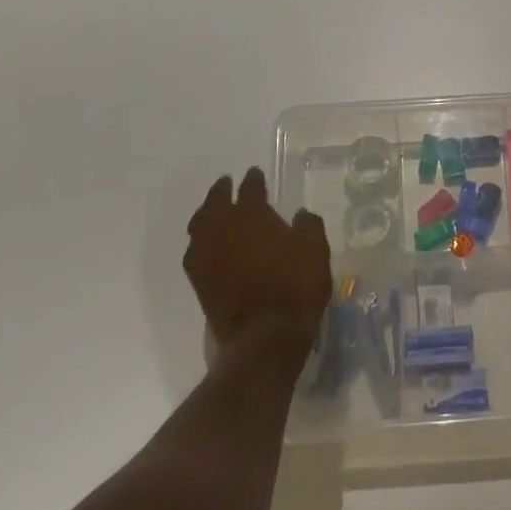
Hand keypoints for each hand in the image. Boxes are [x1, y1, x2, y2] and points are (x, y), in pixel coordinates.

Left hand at [184, 168, 330, 356]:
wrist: (264, 335)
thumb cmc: (295, 287)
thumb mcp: (316, 251)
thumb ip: (308, 226)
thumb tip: (300, 215)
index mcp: (251, 214)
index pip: (250, 188)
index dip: (254, 179)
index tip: (255, 173)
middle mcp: (222, 227)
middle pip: (216, 200)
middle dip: (222, 189)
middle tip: (227, 183)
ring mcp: (206, 254)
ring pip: (199, 223)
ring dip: (207, 212)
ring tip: (214, 210)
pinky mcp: (198, 280)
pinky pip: (195, 250)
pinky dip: (201, 241)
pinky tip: (209, 244)